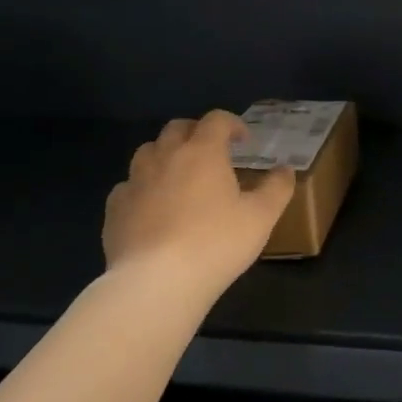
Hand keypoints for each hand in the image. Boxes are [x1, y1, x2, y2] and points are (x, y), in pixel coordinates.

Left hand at [104, 111, 296, 294]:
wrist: (156, 281)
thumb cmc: (216, 244)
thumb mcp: (261, 218)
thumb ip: (277, 189)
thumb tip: (285, 169)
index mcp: (202, 152)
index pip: (216, 120)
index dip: (232, 124)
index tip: (244, 141)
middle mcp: (165, 157)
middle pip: (177, 128)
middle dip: (196, 132)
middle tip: (212, 152)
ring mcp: (135, 181)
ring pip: (148, 152)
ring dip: (166, 155)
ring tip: (179, 175)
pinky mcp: (115, 208)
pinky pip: (129, 186)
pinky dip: (143, 187)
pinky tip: (151, 207)